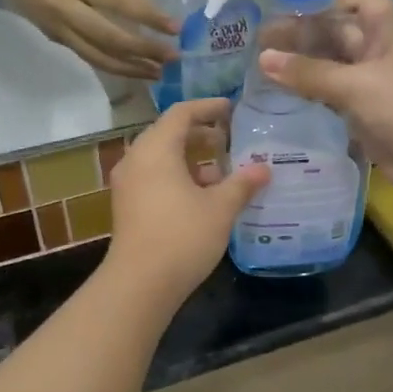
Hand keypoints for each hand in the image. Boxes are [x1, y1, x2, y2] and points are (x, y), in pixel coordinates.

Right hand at [0, 0, 176, 80]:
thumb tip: (145, 11)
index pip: (120, 4)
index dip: (149, 18)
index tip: (175, 28)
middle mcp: (65, 10)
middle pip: (111, 39)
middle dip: (144, 51)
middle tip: (172, 58)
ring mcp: (58, 29)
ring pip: (99, 57)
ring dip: (131, 68)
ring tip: (158, 73)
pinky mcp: (55, 39)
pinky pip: (88, 56)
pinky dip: (113, 64)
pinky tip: (133, 68)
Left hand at [104, 99, 268, 299]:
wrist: (139, 284)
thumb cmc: (182, 237)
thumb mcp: (220, 209)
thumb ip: (242, 184)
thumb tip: (264, 168)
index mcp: (156, 149)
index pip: (181, 113)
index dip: (208, 107)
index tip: (232, 109)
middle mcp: (137, 159)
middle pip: (169, 133)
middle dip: (201, 134)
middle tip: (231, 138)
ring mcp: (128, 184)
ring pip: (162, 158)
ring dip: (191, 158)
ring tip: (223, 170)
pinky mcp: (128, 206)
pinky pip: (155, 177)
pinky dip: (178, 176)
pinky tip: (204, 196)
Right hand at [255, 0, 392, 197]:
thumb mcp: (355, 84)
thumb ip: (309, 73)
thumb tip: (263, 59)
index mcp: (384, 34)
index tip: (294, 7)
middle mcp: (378, 55)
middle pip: (338, 35)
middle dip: (303, 35)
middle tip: (261, 44)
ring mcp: (372, 87)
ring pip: (333, 69)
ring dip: (304, 68)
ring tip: (264, 71)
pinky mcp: (366, 117)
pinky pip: (333, 99)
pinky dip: (312, 97)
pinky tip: (284, 99)